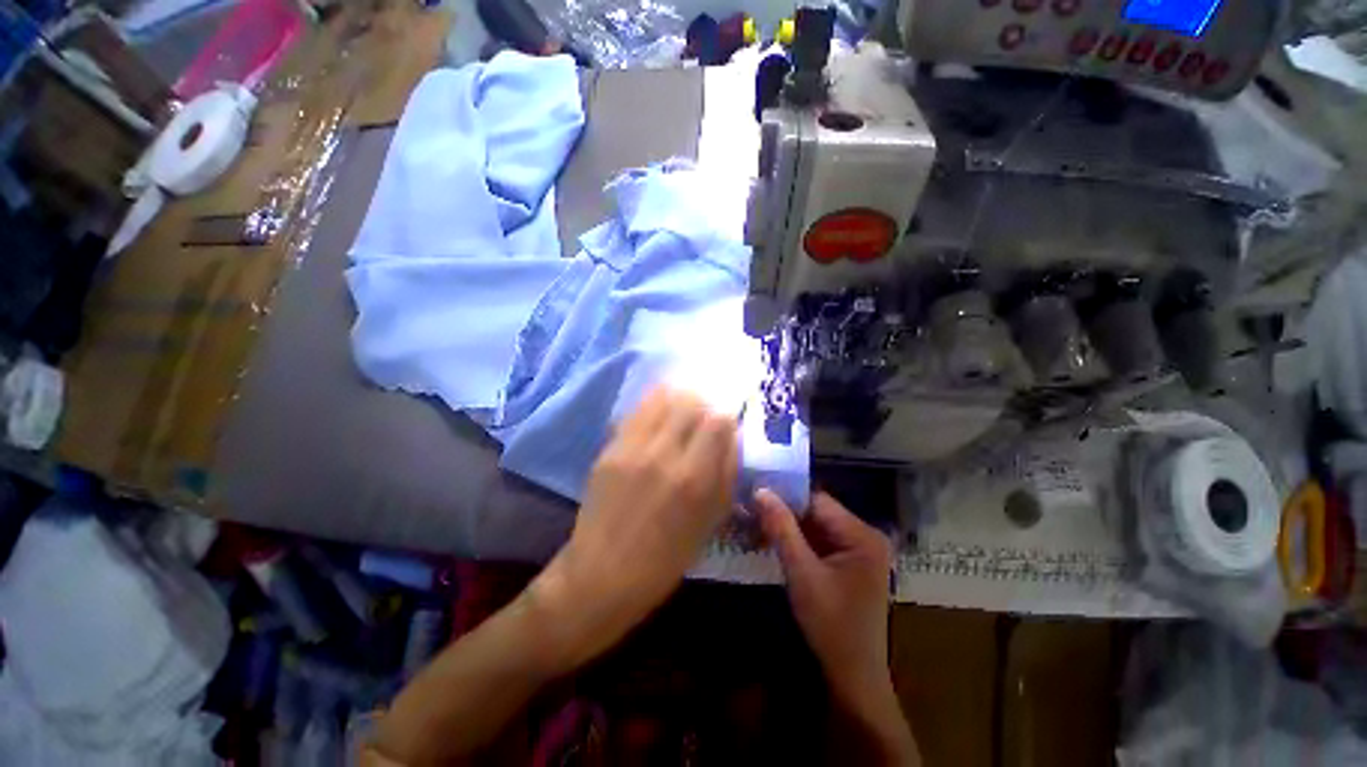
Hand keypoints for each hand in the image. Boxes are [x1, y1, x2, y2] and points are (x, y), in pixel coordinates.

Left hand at [529, 386, 738, 670]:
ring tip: (678, 413)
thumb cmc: (666, 558)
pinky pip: (635, 412)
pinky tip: (655, 417)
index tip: (722, 426)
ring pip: (660, 399)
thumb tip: (731, 435)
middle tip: (701, 417)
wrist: (602, 574)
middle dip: (701, 405)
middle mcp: (663, 454)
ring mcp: (632, 448)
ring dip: (676, 400)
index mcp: (694, 478)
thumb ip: (726, 473)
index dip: (725, 418)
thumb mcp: (711, 521)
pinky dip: (651, 407)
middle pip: (690, 401)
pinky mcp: (609, 449)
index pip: (718, 421)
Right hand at [754, 490, 892, 701]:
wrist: (853, 676)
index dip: (786, 497)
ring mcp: (860, 550)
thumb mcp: (802, 573)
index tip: (755, 496)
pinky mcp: (851, 562)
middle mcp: (866, 535)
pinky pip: (821, 541)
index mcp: (862, 535)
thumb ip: (782, 529)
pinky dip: (800, 541)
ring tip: (759, 526)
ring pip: (817, 526)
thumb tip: (761, 490)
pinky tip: (777, 543)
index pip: (817, 501)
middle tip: (753, 513)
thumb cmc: (831, 625)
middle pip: (818, 512)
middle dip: (786, 514)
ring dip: (790, 528)